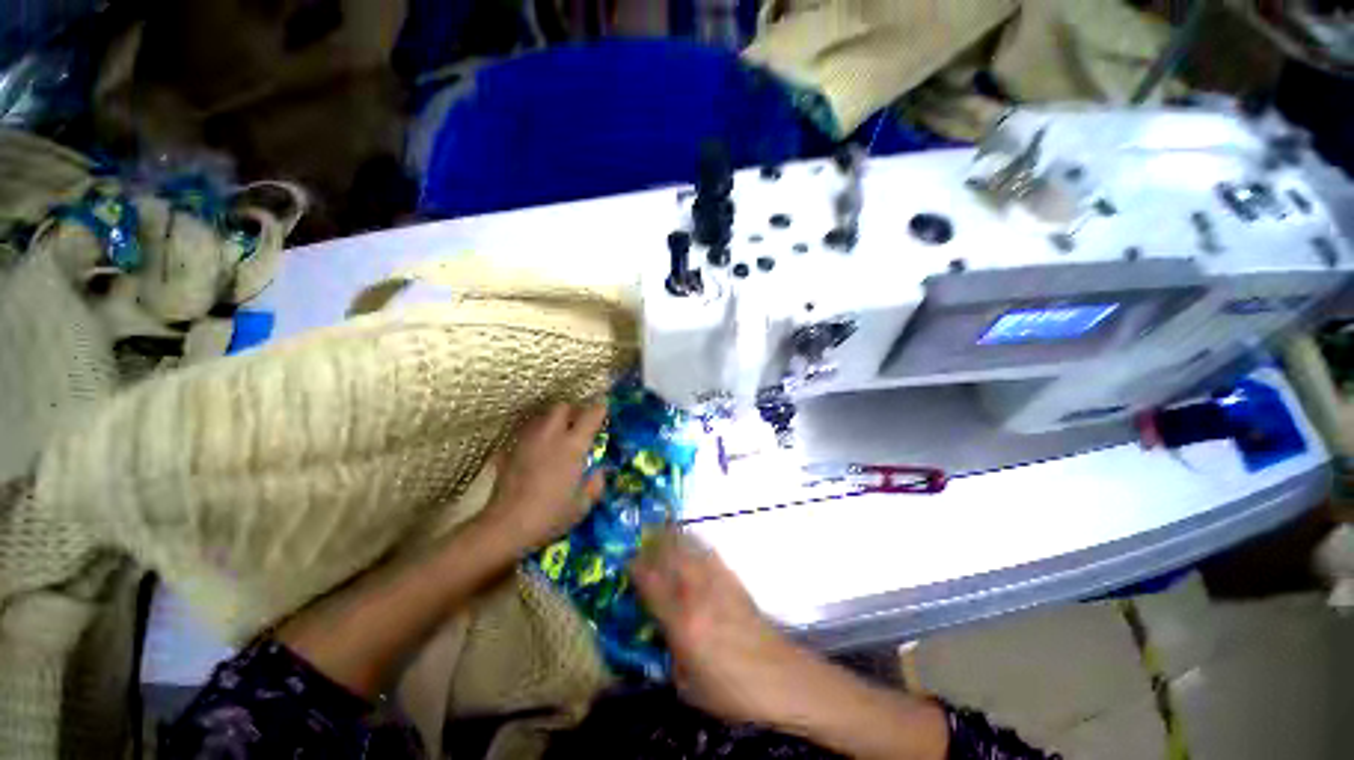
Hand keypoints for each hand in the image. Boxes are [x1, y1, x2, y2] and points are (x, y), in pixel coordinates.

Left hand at [480, 402, 606, 552]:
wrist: (506, 526)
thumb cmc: (550, 515)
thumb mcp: (583, 504)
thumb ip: (596, 484)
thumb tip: (600, 472)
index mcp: (573, 445)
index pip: (591, 415)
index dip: (600, 407)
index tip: (605, 406)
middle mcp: (551, 435)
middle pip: (562, 407)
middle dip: (573, 410)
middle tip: (579, 423)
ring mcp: (528, 440)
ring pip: (542, 416)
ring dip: (554, 420)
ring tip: (559, 435)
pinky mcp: (511, 450)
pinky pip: (527, 431)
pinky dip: (537, 434)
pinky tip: (539, 450)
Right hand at [631, 531, 815, 726]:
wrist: (781, 678)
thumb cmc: (733, 692)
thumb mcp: (689, 688)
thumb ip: (671, 656)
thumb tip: (663, 634)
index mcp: (683, 624)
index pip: (653, 587)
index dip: (638, 570)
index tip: (628, 561)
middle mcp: (698, 596)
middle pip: (671, 558)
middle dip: (655, 546)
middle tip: (644, 542)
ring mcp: (718, 584)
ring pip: (691, 550)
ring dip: (674, 539)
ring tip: (663, 533)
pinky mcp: (734, 581)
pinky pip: (711, 554)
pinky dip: (698, 545)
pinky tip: (694, 545)